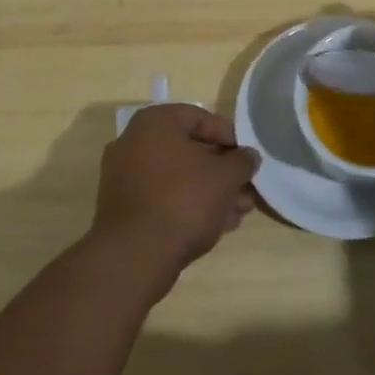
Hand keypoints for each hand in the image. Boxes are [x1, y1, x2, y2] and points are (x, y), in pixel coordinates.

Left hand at [90, 104, 258, 295]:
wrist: (134, 256)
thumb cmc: (183, 200)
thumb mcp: (225, 177)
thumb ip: (242, 161)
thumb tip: (249, 156)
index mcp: (155, 122)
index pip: (201, 117)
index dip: (230, 136)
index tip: (248, 158)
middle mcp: (134, 142)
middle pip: (190, 150)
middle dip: (222, 170)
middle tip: (246, 188)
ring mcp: (125, 176)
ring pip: (178, 177)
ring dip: (211, 191)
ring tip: (238, 211)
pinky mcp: (124, 208)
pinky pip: (163, 197)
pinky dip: (189, 205)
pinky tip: (217, 225)